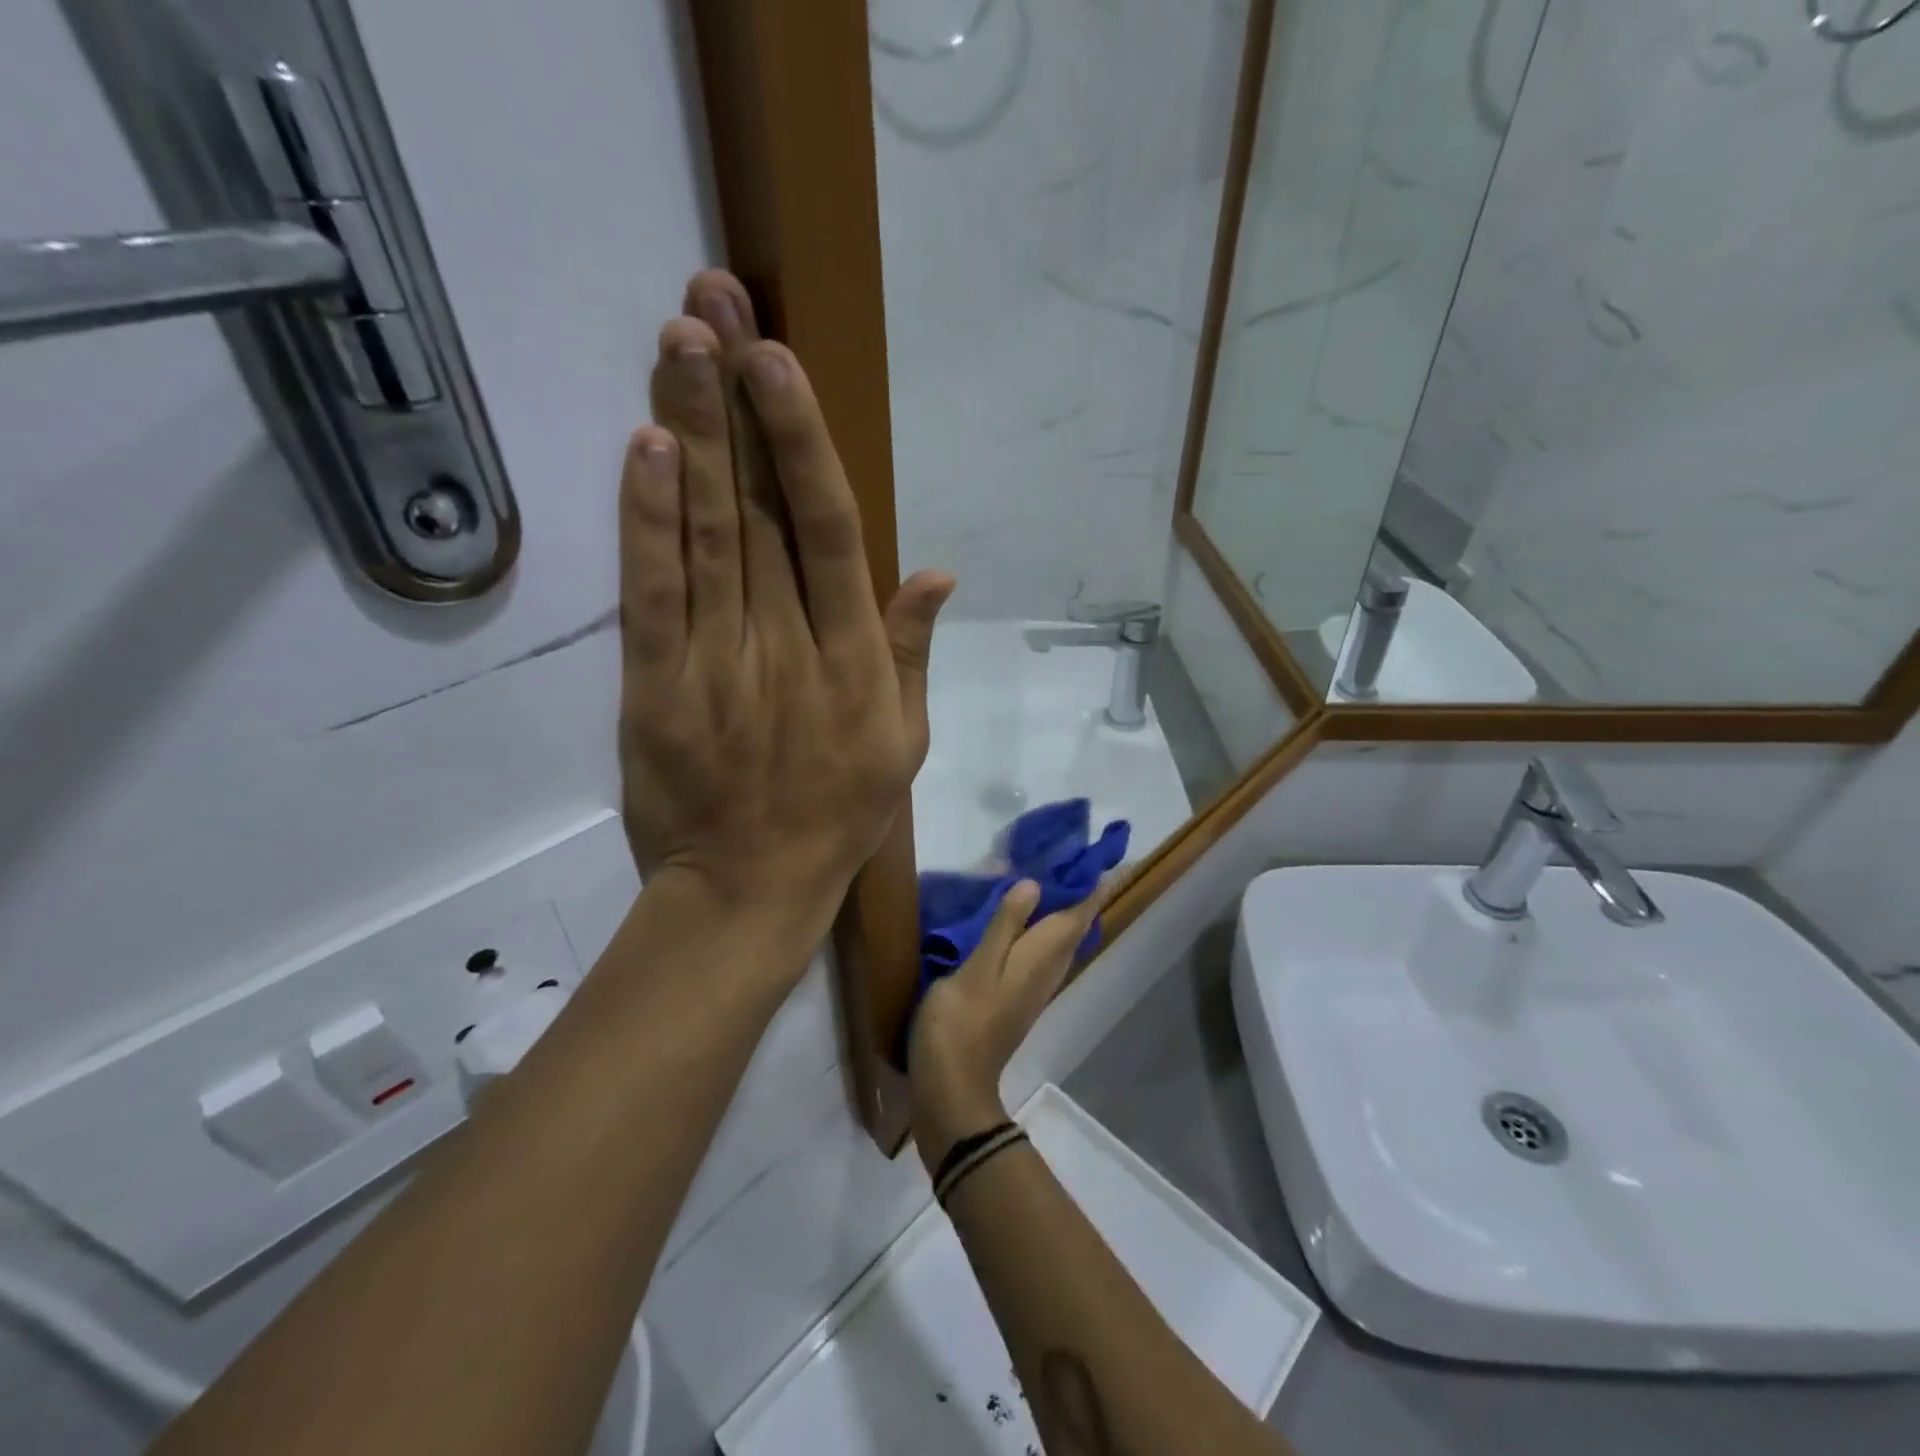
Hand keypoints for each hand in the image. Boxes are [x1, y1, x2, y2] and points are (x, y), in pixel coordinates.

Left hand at [619, 271, 953, 955]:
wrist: (749, 890)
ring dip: (690, 432)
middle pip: (760, 509)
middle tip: (712, 302)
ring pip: (705, 534)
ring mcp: (718, 663)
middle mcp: (790, 646)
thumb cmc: (837, 818)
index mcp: (855, 661)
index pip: (829, 531)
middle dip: (736, 402)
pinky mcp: (656, 687)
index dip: (803, 441)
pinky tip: (644, 445)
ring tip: (678, 340)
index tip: (778, 360)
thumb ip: (912, 655)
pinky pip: (652, 593)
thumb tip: (935, 572)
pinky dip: (646, 519)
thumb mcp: (903, 746)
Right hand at [907, 877, 1116, 1171]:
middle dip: (1078, 895)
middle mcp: (1045, 972)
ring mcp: (1031, 988)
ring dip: (1060, 912)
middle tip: (1069, 858)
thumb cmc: (961, 1022)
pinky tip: (1020, 922)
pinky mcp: (1015, 998)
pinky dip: (1039, 930)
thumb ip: (1005, 925)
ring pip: (1057, 942)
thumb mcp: (978, 967)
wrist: (951, 1086)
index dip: (1090, 887)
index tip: (1098, 856)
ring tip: (1048, 881)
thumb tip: (1034, 884)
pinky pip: (1039, 954)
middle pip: (1072, 928)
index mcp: (1039, 958)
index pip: (1077, 916)